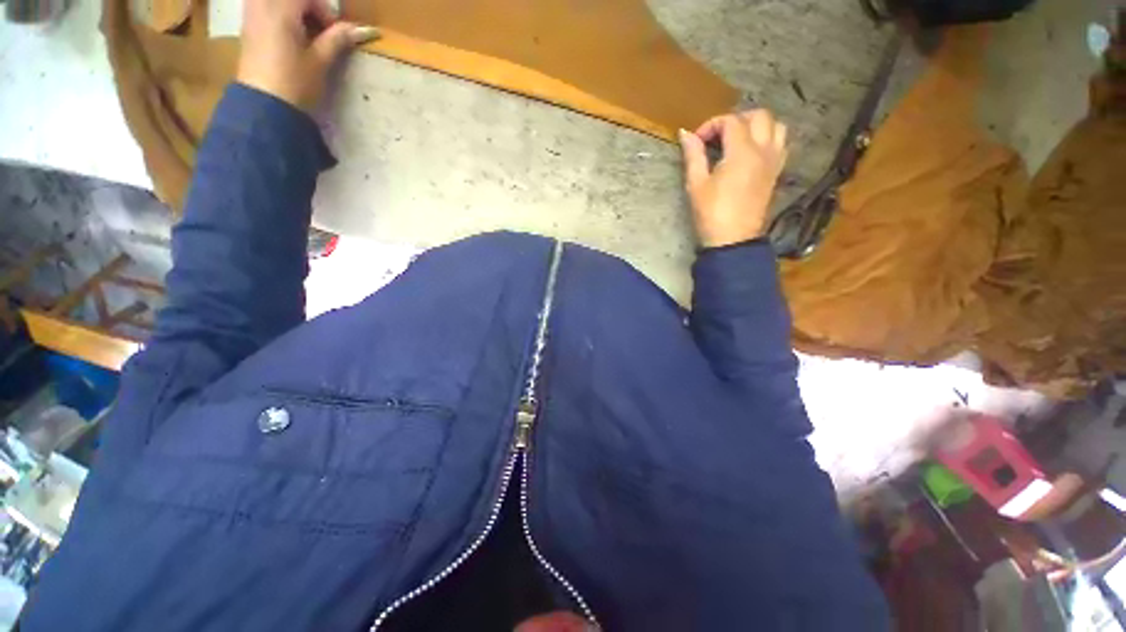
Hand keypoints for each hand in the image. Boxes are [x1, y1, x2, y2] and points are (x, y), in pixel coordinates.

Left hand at [236, 0, 380, 112]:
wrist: (264, 105)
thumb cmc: (295, 83)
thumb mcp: (320, 62)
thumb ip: (337, 39)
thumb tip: (359, 29)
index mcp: (281, 8)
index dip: (325, 11)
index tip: (334, 33)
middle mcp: (262, 4)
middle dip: (309, 8)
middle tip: (320, 29)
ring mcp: (251, 14)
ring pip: (276, 2)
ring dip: (294, 12)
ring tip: (304, 32)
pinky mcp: (247, 27)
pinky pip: (263, 7)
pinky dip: (279, 16)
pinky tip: (288, 36)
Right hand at [678, 110, 787, 247]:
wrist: (733, 240)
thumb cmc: (711, 214)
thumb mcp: (696, 185)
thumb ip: (693, 155)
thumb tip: (685, 133)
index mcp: (742, 152)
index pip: (731, 121)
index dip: (711, 125)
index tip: (696, 142)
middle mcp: (764, 150)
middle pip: (758, 116)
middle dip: (736, 119)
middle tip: (718, 137)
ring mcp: (774, 161)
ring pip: (776, 126)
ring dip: (757, 126)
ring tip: (738, 140)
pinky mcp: (776, 173)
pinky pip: (781, 144)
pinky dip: (768, 139)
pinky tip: (752, 152)